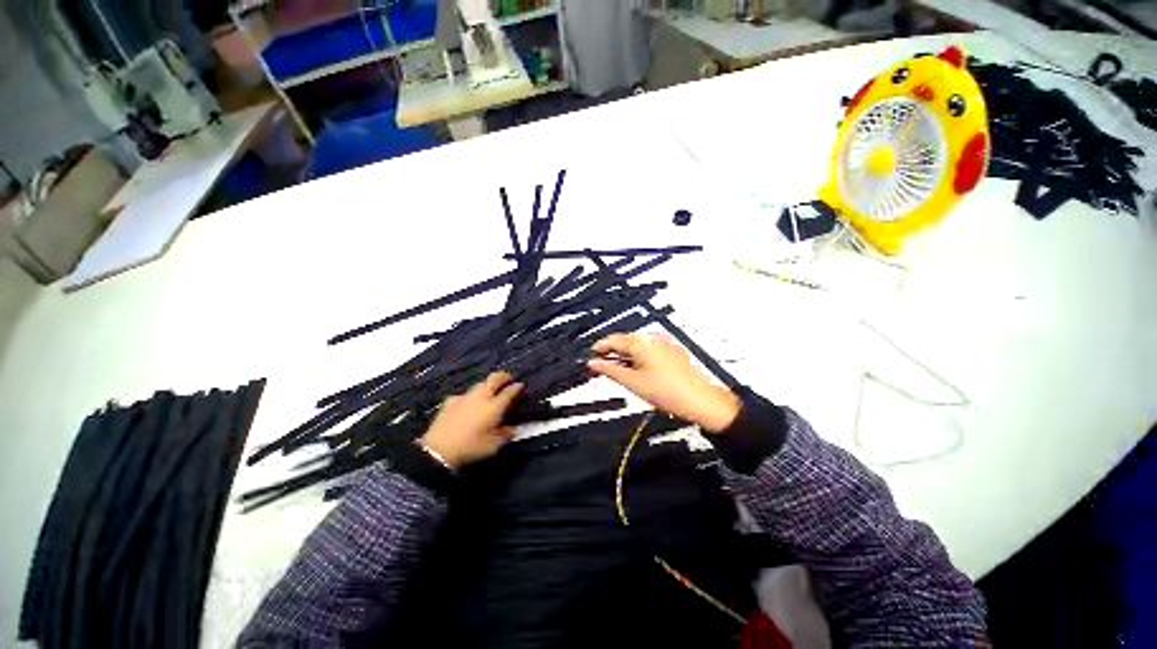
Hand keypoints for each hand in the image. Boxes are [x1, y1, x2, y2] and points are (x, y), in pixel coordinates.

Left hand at [420, 371, 523, 469]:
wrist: (438, 450)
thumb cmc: (470, 448)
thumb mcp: (493, 446)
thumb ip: (506, 434)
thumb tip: (514, 428)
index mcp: (494, 406)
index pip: (509, 391)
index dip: (517, 387)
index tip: (522, 386)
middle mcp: (481, 397)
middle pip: (495, 378)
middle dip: (504, 376)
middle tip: (509, 378)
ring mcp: (465, 397)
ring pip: (480, 383)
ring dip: (489, 384)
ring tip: (491, 390)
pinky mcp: (451, 401)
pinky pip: (466, 394)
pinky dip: (472, 396)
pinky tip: (469, 403)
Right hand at [587, 333, 740, 433]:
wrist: (699, 400)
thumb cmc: (668, 391)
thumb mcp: (632, 382)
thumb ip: (609, 371)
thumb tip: (594, 364)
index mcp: (641, 342)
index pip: (613, 340)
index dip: (599, 348)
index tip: (592, 355)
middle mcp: (653, 338)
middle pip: (625, 342)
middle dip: (612, 353)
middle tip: (601, 365)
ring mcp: (664, 344)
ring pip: (637, 347)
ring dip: (625, 357)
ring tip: (616, 370)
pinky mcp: (671, 352)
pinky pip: (648, 351)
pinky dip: (638, 359)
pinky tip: (634, 371)